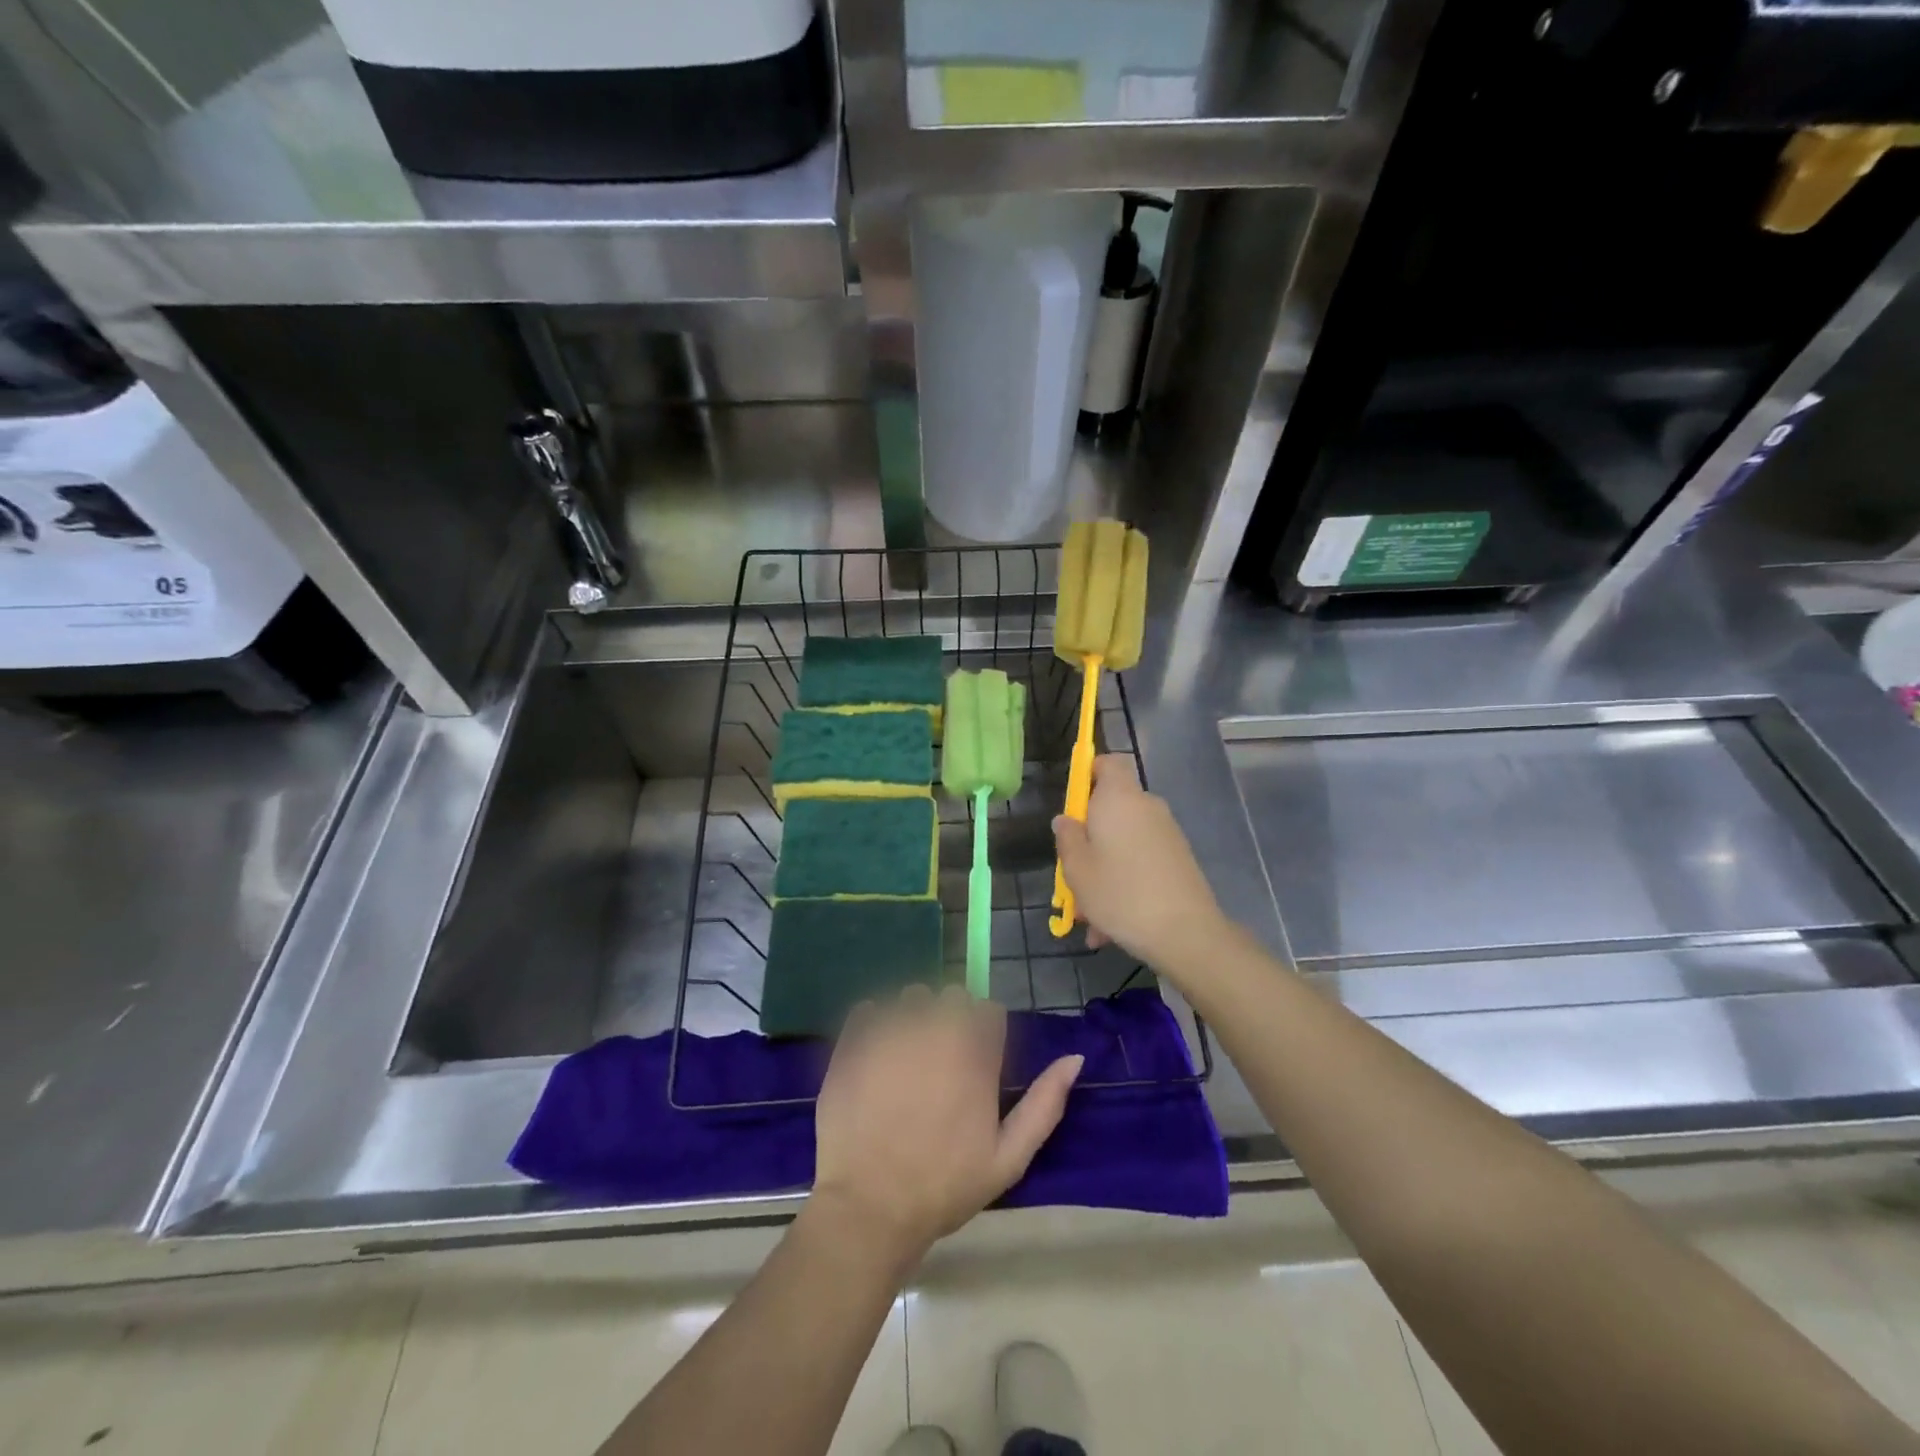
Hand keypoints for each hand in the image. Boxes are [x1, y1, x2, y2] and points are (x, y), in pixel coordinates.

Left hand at [810, 986, 1083, 1266]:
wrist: (869, 1208)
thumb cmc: (944, 1187)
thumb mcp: (1008, 1158)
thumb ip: (1044, 1104)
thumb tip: (1075, 1058)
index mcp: (975, 1055)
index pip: (988, 1010)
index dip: (984, 1033)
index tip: (975, 1062)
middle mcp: (936, 1031)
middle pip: (951, 997)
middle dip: (950, 1020)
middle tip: (939, 1063)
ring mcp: (891, 1032)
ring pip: (911, 997)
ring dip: (913, 1017)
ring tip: (904, 1059)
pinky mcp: (854, 1040)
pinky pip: (869, 1008)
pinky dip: (874, 1023)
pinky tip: (875, 1057)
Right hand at [1052, 755, 1229, 974]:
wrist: (1186, 932)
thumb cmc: (1120, 892)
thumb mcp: (1077, 868)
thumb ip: (1067, 838)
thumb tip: (1067, 819)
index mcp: (1119, 798)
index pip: (1108, 762)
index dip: (1088, 774)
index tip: (1072, 805)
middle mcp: (1146, 807)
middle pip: (1111, 809)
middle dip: (1089, 840)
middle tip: (1071, 875)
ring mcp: (1166, 834)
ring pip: (1123, 844)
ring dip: (1103, 871)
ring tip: (1089, 917)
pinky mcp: (1178, 859)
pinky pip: (1141, 862)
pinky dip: (1124, 884)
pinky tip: (1111, 927)